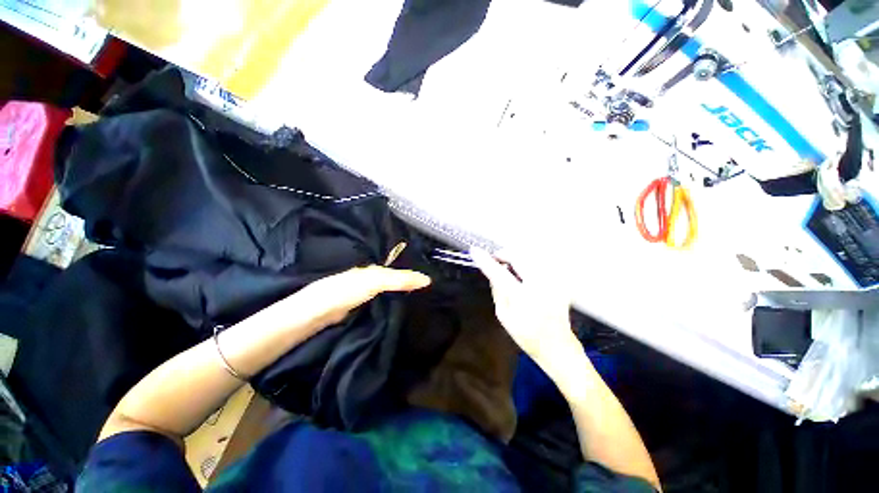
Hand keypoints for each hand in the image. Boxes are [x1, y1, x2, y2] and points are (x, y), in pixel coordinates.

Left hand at [298, 266, 431, 326]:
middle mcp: (371, 281)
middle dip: (410, 284)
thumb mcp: (375, 281)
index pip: (399, 269)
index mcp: (374, 270)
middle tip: (431, 291)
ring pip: (389, 293)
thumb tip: (427, 279)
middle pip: (395, 281)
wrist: (316, 314)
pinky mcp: (362, 310)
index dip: (413, 273)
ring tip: (422, 301)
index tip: (432, 279)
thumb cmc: (346, 291)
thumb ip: (400, 280)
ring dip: (402, 296)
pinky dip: (393, 306)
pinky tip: (403, 310)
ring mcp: (366, 296)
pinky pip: (383, 305)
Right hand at [470, 248, 583, 375]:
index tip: (475, 251)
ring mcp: (553, 282)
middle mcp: (541, 286)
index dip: (486, 260)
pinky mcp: (559, 281)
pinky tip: (522, 275)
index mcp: (524, 298)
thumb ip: (497, 291)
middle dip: (503, 254)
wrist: (557, 345)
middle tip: (494, 260)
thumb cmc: (527, 335)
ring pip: (529, 256)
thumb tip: (493, 272)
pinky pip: (538, 263)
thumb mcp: (504, 316)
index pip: (500, 273)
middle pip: (518, 256)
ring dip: (514, 258)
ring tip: (508, 269)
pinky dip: (526, 264)